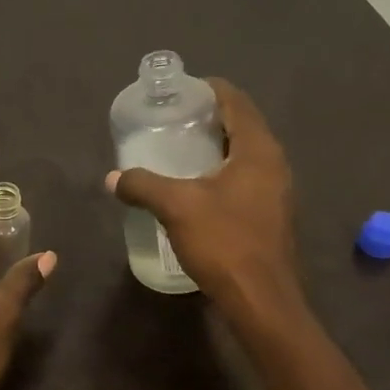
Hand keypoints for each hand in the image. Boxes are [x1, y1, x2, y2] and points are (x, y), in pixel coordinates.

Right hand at [107, 79, 299, 318]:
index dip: (209, 90)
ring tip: (179, 150)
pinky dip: (221, 171)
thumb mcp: (176, 207)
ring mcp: (276, 191)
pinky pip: (245, 178)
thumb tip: (113, 178)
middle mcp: (274, 163)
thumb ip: (142, 185)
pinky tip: (196, 187)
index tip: (180, 91)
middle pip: (242, 125)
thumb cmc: (224, 243)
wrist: (261, 300)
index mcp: (257, 149)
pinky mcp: (270, 214)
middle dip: (209, 118)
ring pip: (244, 154)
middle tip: (173, 119)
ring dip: (215, 147)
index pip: (236, 101)